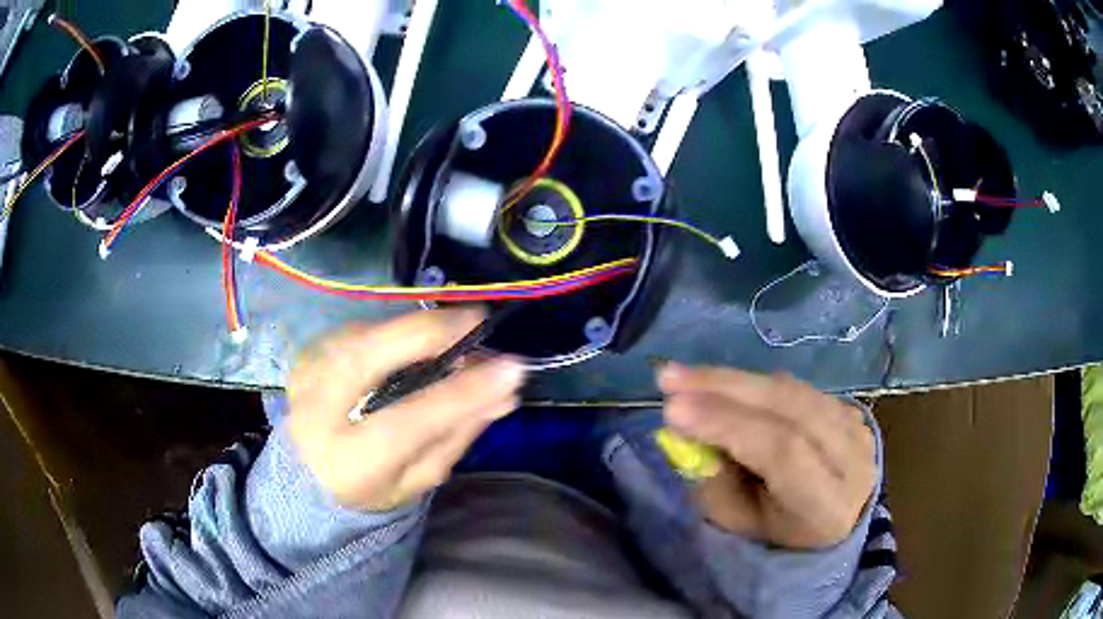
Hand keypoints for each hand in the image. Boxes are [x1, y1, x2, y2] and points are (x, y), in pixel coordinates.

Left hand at [286, 309, 525, 511]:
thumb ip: (458, 435)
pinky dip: (391, 330)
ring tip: (455, 330)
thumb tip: (504, 391)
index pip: (408, 421)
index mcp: (349, 463)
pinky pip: (355, 332)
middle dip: (426, 333)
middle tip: (476, 320)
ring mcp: (305, 378)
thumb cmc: (372, 487)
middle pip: (366, 360)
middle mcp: (316, 415)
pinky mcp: (305, 357)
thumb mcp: (420, 477)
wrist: (309, 477)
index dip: (460, 393)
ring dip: (412, 328)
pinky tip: (415, 339)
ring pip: (361, 338)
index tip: (510, 368)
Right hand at [658, 364, 875, 548]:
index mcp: (827, 503)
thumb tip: (684, 429)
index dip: (728, 425)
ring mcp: (856, 427)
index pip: (783, 451)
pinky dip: (755, 384)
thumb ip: (714, 481)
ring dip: (734, 380)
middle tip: (669, 378)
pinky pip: (796, 388)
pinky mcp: (849, 409)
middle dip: (725, 388)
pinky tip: (723, 385)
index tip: (672, 410)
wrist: (834, 522)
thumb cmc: (777, 535)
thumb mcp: (739, 525)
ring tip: (686, 378)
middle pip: (790, 407)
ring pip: (791, 390)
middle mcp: (851, 458)